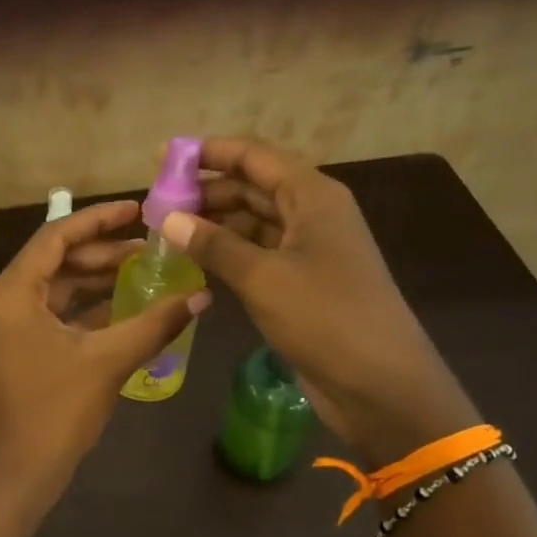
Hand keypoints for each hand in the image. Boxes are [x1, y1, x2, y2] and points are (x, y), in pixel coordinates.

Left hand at [0, 199, 209, 499]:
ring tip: (144, 269)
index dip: (98, 220)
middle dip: (102, 252)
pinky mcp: (20, 348)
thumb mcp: (109, 360)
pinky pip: (55, 314)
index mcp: (12, 294)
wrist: (22, 471)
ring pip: (57, 288)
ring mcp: (10, 327)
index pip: (55, 237)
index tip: (138, 210)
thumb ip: (155, 323)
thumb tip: (202, 295)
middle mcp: (4, 302)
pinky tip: (126, 303)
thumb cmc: (57, 410)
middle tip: (149, 245)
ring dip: (97, 279)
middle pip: (56, 260)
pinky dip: (88, 307)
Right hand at [160, 137, 475, 459]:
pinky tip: (194, 260)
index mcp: (312, 196)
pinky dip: (227, 253)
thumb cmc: (325, 318)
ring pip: (253, 221)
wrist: (379, 383)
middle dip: (206, 191)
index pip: (254, 156)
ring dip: (213, 223)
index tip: (161, 157)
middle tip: (156, 203)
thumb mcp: (263, 278)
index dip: (208, 152)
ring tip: (166, 231)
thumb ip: (214, 245)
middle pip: (252, 186)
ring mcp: (308, 249)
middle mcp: (311, 213)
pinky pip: (257, 253)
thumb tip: (168, 219)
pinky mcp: (301, 281)